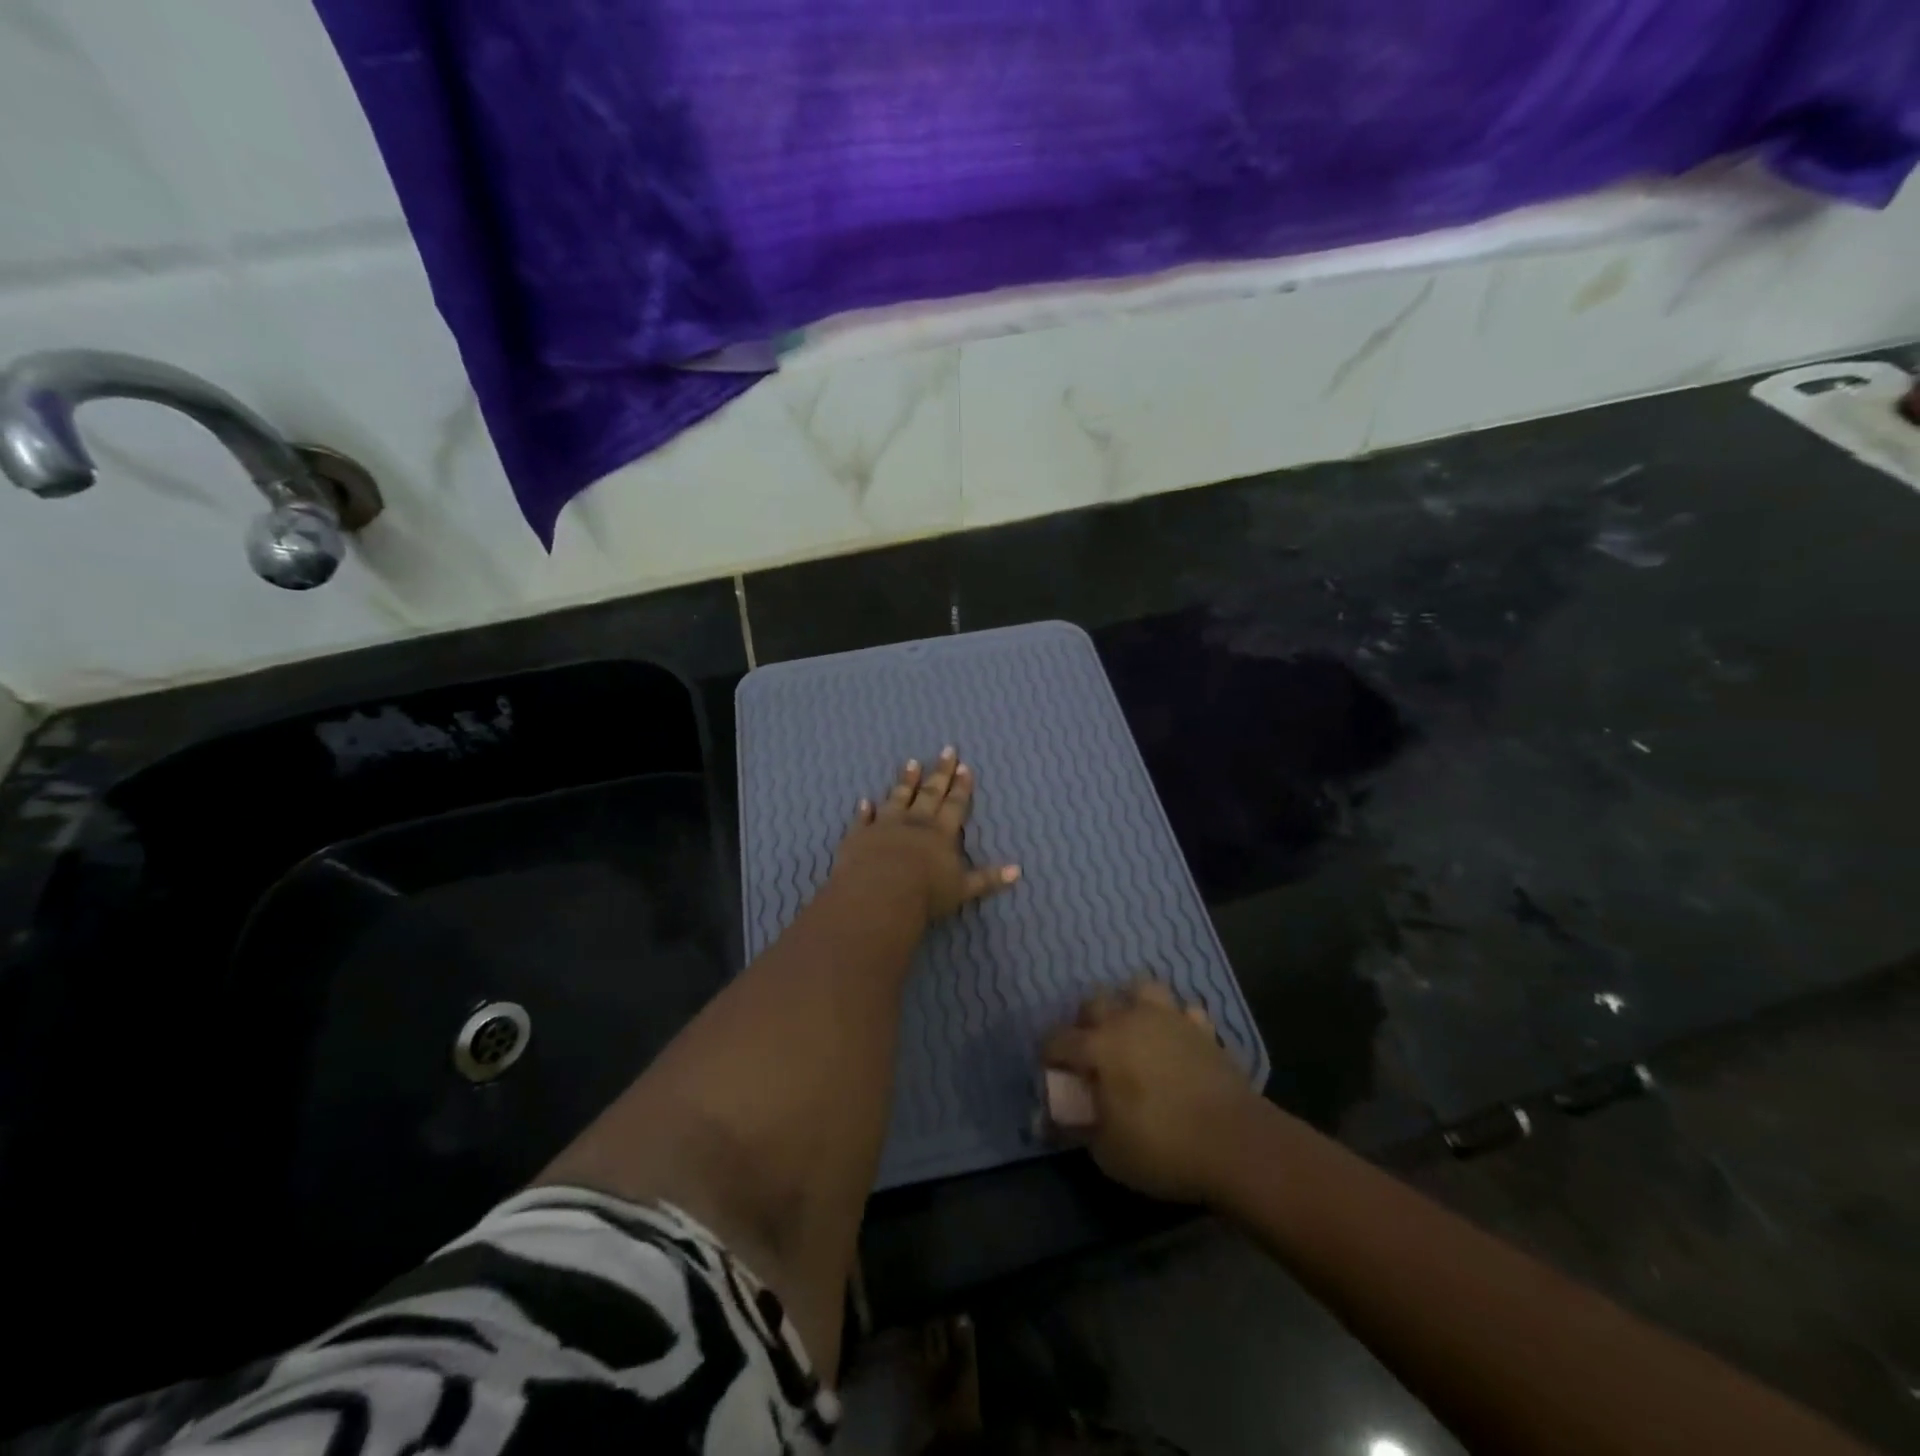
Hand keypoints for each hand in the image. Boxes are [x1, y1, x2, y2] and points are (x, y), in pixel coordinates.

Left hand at [833, 747, 1020, 922]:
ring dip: (906, 781)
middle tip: (946, 750)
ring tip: (912, 762)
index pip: (955, 804)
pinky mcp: (860, 835)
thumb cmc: (925, 893)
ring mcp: (885, 825)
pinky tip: (864, 801)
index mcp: (941, 833)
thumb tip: (1018, 871)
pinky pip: (863, 819)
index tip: (965, 766)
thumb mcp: (963, 889)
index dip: (961, 786)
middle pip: (930, 792)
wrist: (879, 895)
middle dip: (940, 772)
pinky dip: (864, 810)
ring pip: (898, 797)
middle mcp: (915, 822)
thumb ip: (988, 878)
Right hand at [1042, 981, 1263, 1204]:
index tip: (1051, 1073)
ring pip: (1140, 989)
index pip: (1058, 1039)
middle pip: (1095, 1002)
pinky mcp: (1203, 1029)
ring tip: (1132, 1031)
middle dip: (1085, 1023)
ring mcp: (1169, 1018)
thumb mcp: (1108, 1152)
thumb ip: (1079, 1128)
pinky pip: (1184, 1012)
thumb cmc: (1164, 1148)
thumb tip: (1059, 1118)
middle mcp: (1129, 1020)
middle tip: (1091, 1053)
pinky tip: (1177, 1041)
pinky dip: (1176, 1022)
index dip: (1049, 1056)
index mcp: (1099, 1046)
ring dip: (1130, 1005)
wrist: (1237, 1144)